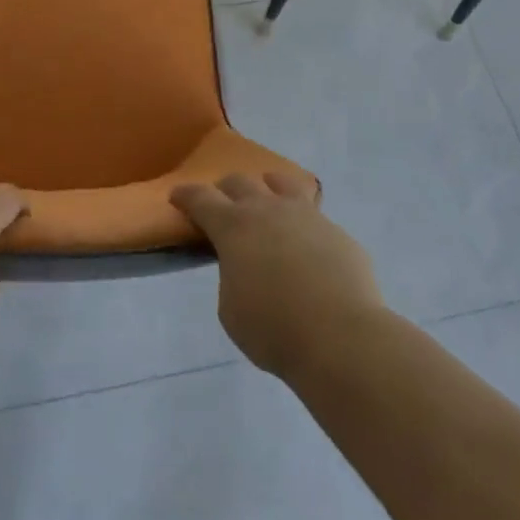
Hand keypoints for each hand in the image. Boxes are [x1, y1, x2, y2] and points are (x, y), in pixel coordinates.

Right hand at [171, 172, 382, 376]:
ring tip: (267, 200)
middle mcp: (267, 210)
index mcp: (233, 227)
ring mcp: (305, 215)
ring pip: (281, 183)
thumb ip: (231, 277)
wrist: (342, 337)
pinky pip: (313, 214)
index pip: (200, 198)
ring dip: (266, 187)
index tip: (177, 196)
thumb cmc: (274, 329)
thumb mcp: (231, 309)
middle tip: (221, 204)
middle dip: (225, 189)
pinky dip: (301, 221)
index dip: (186, 195)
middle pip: (239, 182)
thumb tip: (245, 267)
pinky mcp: (336, 231)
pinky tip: (305, 242)